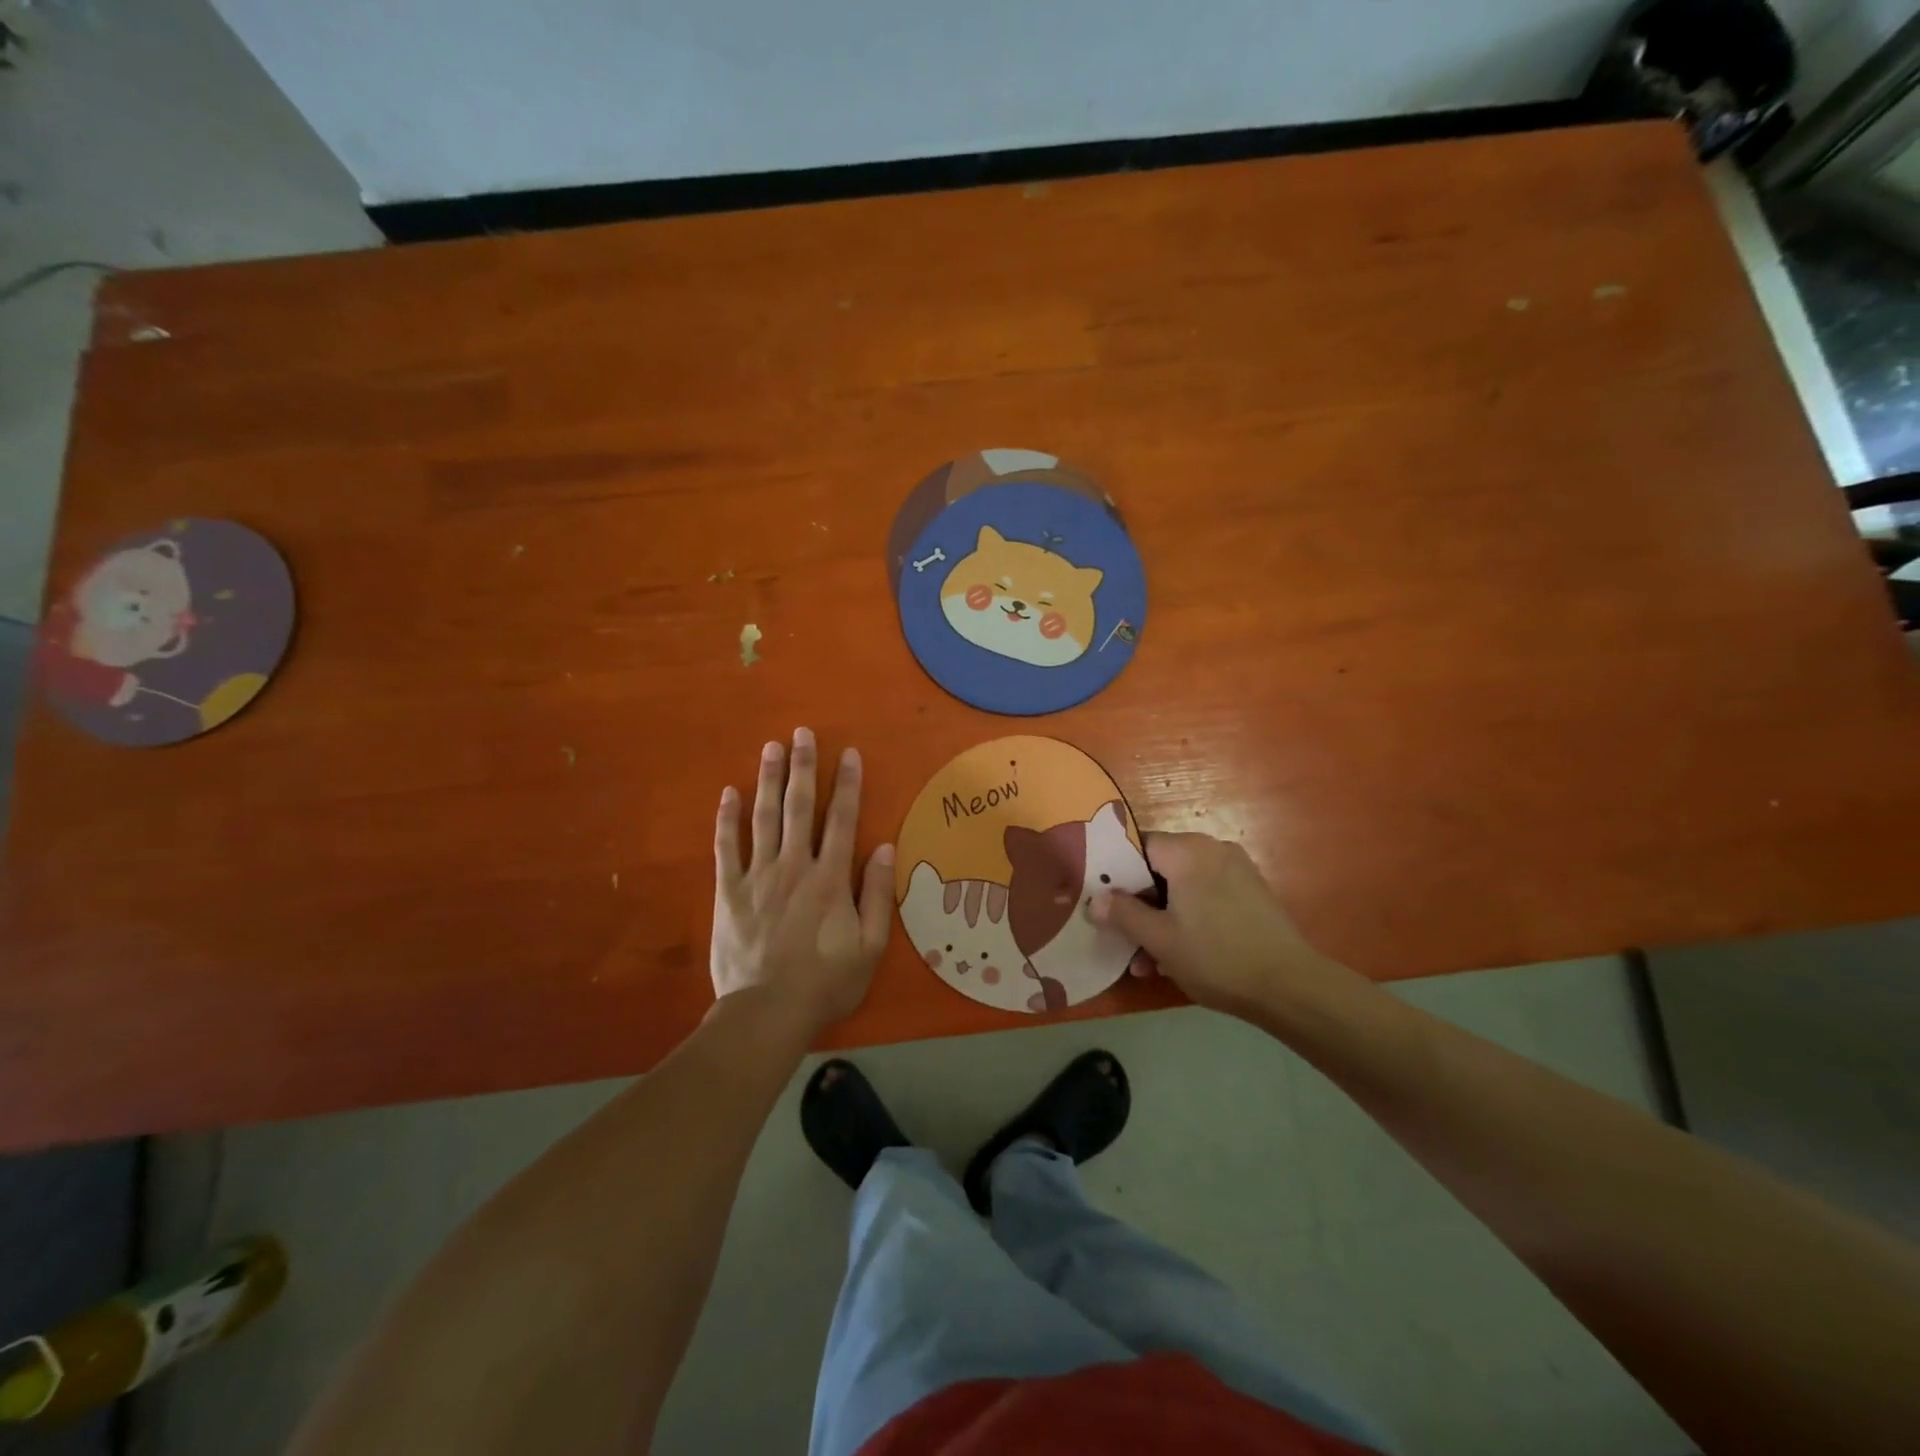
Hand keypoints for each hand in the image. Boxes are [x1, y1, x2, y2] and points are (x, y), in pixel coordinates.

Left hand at [711, 728, 893, 1036]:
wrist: (767, 1012)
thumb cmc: (826, 982)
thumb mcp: (870, 946)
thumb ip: (876, 894)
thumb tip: (884, 848)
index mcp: (830, 878)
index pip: (842, 819)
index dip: (847, 784)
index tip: (848, 753)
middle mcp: (794, 866)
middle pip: (799, 807)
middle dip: (803, 767)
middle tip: (802, 733)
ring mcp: (758, 876)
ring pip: (764, 818)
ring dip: (768, 780)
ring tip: (771, 747)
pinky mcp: (729, 891)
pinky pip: (726, 848)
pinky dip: (727, 819)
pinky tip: (729, 793)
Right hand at [1093, 832, 1342, 1017]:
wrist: (1290, 987)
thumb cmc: (1216, 957)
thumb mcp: (1159, 939)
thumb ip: (1123, 914)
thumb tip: (1094, 900)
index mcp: (1188, 851)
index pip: (1138, 846)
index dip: (1116, 874)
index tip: (1104, 903)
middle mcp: (1213, 850)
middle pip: (1160, 869)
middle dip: (1140, 906)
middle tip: (1125, 940)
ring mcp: (1237, 871)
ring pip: (1183, 888)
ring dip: (1162, 920)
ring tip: (1150, 963)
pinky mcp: (1252, 894)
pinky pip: (1207, 897)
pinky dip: (1189, 919)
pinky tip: (1181, 956)